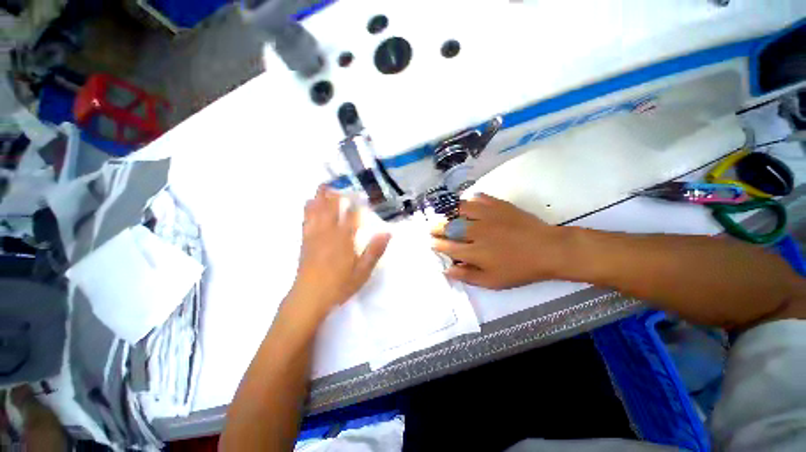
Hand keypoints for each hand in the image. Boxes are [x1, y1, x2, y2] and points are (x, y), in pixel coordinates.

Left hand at [290, 186, 390, 316]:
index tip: (360, 194)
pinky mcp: (305, 241)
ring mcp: (314, 236)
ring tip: (323, 185)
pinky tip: (308, 203)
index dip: (356, 204)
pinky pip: (306, 220)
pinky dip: (308, 209)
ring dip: (320, 197)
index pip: (351, 216)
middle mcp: (329, 233)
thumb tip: (387, 232)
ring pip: (317, 211)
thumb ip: (374, 251)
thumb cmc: (339, 285)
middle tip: (338, 182)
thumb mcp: (362, 271)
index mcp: (344, 239)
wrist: (309, 297)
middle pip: (332, 209)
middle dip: (335, 195)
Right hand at [431, 193, 567, 288]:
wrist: (548, 249)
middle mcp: (476, 231)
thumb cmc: (520, 269)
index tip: (432, 242)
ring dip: (450, 212)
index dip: (436, 244)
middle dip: (437, 227)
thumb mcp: (493, 281)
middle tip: (433, 228)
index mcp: (474, 252)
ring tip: (447, 215)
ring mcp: (487, 216)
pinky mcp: (499, 205)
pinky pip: (479, 198)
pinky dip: (471, 200)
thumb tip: (447, 270)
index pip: (447, 246)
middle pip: (449, 227)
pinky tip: (469, 203)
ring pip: (460, 209)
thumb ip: (468, 276)